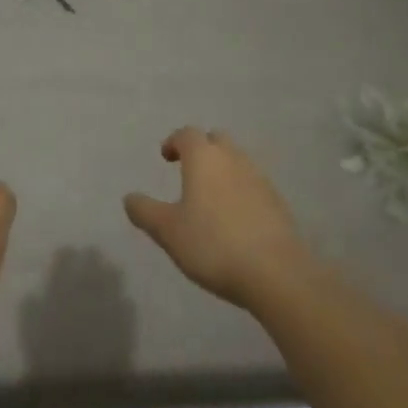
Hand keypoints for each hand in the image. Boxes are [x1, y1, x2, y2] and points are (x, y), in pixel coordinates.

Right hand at [125, 128, 314, 309]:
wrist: (276, 273)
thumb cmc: (213, 244)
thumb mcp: (168, 231)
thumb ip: (145, 211)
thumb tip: (129, 197)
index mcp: (204, 158)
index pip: (187, 134)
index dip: (174, 141)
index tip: (166, 157)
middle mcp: (233, 159)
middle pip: (216, 140)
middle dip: (201, 149)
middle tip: (188, 171)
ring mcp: (259, 179)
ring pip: (237, 161)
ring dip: (222, 170)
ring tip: (209, 197)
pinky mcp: (278, 202)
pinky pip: (253, 184)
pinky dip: (240, 190)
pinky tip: (234, 218)